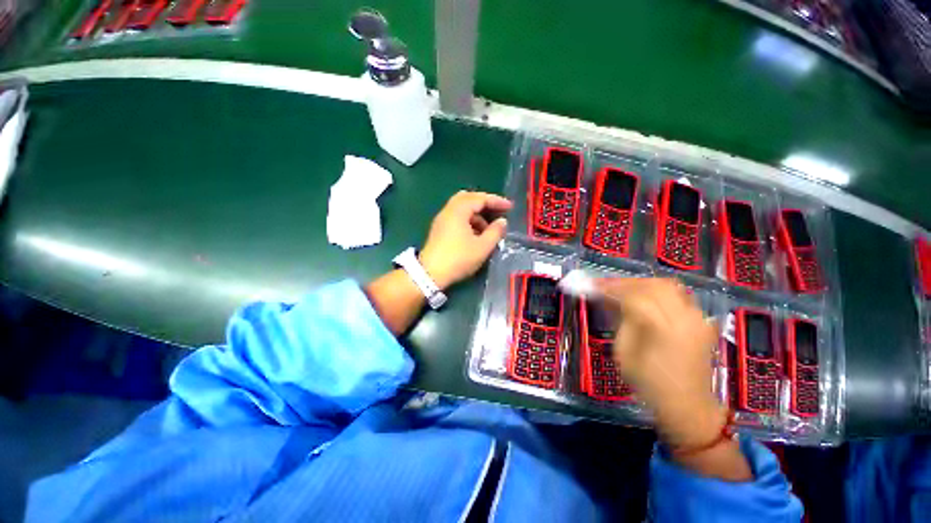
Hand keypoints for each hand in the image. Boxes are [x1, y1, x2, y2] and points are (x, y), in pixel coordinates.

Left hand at [419, 191, 511, 289]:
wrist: (430, 274)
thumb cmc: (459, 259)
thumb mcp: (482, 247)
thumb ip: (495, 232)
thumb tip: (502, 221)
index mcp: (458, 211)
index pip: (479, 198)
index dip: (496, 201)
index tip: (509, 207)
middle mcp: (448, 211)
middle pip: (468, 198)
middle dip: (484, 203)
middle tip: (497, 211)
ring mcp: (441, 220)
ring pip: (461, 208)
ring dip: (476, 214)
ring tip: (488, 228)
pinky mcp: (439, 229)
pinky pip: (456, 217)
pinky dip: (468, 220)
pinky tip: (475, 234)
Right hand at [598, 278, 726, 449]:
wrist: (687, 405)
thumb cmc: (649, 383)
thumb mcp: (624, 353)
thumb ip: (620, 321)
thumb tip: (610, 299)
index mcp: (663, 330)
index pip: (634, 297)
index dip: (611, 288)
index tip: (592, 286)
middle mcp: (684, 319)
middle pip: (653, 285)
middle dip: (626, 283)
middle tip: (606, 286)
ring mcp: (697, 319)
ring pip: (667, 286)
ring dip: (641, 284)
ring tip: (623, 289)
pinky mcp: (701, 321)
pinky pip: (677, 295)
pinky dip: (657, 291)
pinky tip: (644, 298)